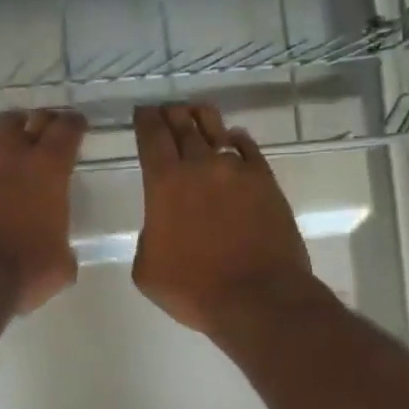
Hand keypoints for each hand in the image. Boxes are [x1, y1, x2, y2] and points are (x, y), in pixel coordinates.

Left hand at [0, 109, 86, 314]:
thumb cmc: (22, 272)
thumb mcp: (60, 266)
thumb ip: (61, 245)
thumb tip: (57, 250)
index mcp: (48, 170)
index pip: (66, 131)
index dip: (73, 125)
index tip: (76, 124)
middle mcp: (9, 156)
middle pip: (25, 122)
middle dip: (35, 124)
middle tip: (41, 132)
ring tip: (0, 159)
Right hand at [132, 104, 312, 336]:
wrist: (258, 297)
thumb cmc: (194, 289)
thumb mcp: (146, 269)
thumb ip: (149, 234)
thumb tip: (162, 224)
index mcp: (164, 182)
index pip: (152, 136)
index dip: (145, 119)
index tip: (143, 112)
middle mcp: (200, 165)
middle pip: (183, 124)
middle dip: (171, 114)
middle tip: (166, 110)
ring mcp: (237, 170)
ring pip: (216, 129)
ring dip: (201, 118)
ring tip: (196, 114)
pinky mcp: (266, 181)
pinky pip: (248, 148)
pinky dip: (236, 140)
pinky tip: (233, 140)